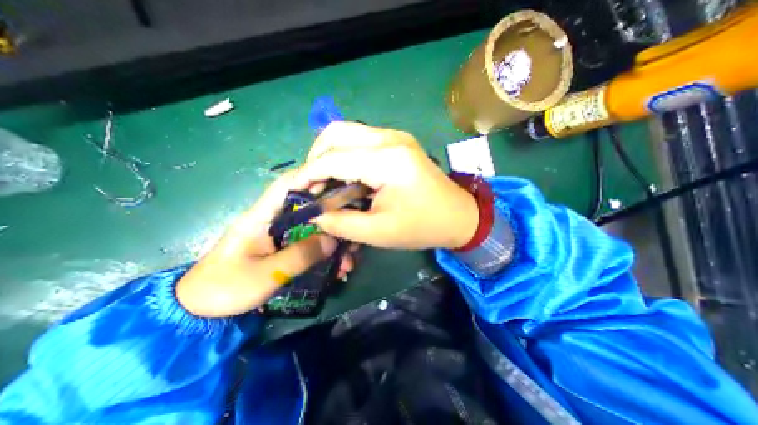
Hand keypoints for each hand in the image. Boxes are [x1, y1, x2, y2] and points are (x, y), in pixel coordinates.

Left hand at [177, 171, 355, 316]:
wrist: (201, 313)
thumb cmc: (225, 288)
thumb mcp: (265, 274)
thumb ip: (300, 255)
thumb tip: (333, 240)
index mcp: (262, 217)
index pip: (287, 185)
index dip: (312, 179)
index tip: (339, 186)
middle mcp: (275, 221)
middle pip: (310, 210)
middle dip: (334, 222)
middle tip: (352, 239)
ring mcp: (282, 237)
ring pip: (315, 231)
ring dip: (334, 244)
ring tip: (348, 264)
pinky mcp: (285, 250)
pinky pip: (311, 246)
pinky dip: (327, 256)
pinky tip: (338, 271)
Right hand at [293, 121, 474, 250]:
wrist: (458, 216)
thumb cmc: (422, 227)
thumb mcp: (378, 232)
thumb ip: (340, 222)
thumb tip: (313, 213)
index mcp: (387, 161)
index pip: (333, 158)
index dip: (308, 174)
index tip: (295, 191)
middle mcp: (390, 139)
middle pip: (336, 132)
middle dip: (316, 157)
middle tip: (313, 185)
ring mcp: (395, 137)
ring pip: (347, 133)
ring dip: (330, 155)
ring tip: (327, 182)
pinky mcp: (398, 142)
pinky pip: (361, 140)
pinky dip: (346, 155)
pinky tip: (347, 176)